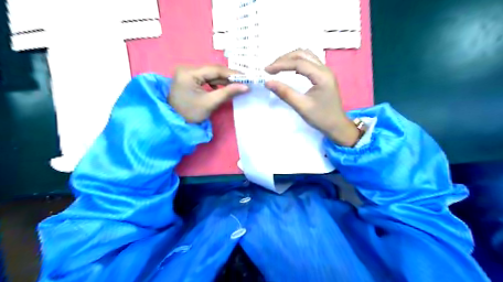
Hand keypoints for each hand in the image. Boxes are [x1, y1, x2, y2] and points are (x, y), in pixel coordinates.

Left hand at [168, 66, 247, 122]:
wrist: (174, 122)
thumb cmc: (190, 114)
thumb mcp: (210, 103)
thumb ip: (228, 92)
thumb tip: (246, 87)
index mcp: (189, 73)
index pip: (215, 70)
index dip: (232, 74)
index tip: (246, 78)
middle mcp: (187, 69)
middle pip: (212, 70)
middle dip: (229, 77)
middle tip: (244, 81)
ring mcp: (187, 73)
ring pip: (210, 74)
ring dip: (223, 80)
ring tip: (237, 85)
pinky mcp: (189, 79)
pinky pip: (206, 78)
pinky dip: (216, 83)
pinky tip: (224, 87)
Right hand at [264, 49, 360, 147]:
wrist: (337, 126)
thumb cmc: (321, 118)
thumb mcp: (301, 106)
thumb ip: (285, 93)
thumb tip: (267, 82)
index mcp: (322, 76)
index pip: (299, 63)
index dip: (281, 64)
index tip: (266, 70)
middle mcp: (325, 69)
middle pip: (303, 54)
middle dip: (285, 59)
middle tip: (271, 68)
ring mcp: (325, 72)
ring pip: (306, 56)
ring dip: (291, 59)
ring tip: (278, 67)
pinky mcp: (323, 76)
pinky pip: (309, 62)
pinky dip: (297, 63)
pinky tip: (290, 71)